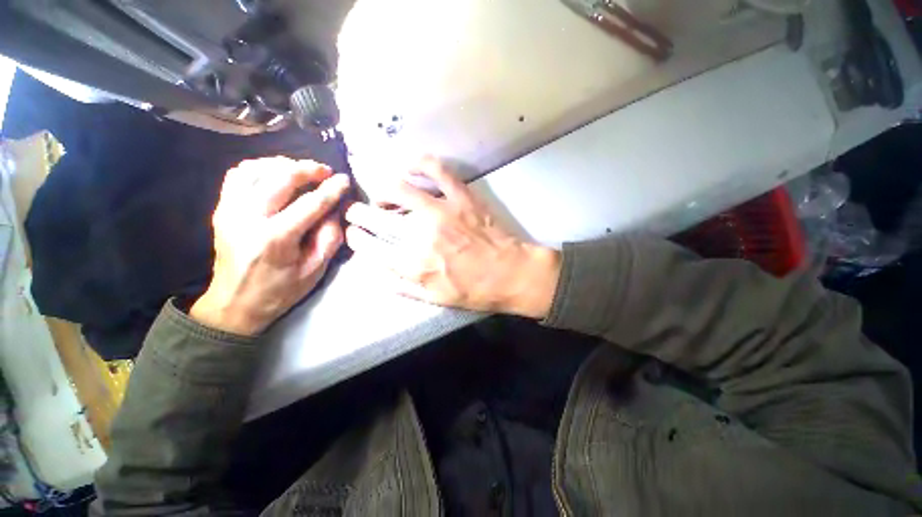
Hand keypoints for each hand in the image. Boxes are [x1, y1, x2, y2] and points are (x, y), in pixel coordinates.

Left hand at [190, 157, 349, 335]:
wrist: (234, 304)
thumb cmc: (281, 291)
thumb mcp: (315, 270)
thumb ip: (330, 237)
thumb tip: (334, 209)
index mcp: (276, 239)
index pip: (311, 204)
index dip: (331, 189)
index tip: (345, 180)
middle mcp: (248, 218)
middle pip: (281, 177)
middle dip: (308, 169)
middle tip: (326, 171)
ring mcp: (229, 211)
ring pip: (256, 169)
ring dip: (283, 164)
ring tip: (303, 171)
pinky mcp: (221, 209)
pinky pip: (238, 174)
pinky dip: (259, 167)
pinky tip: (275, 174)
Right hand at [344, 157, 560, 318]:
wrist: (512, 274)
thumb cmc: (475, 291)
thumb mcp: (436, 300)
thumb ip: (402, 287)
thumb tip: (375, 272)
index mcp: (415, 265)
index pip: (370, 247)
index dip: (356, 239)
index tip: (353, 234)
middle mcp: (421, 235)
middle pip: (376, 216)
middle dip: (358, 212)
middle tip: (356, 211)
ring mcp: (442, 212)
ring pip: (398, 189)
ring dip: (381, 190)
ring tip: (381, 195)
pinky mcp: (461, 197)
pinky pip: (435, 171)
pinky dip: (418, 163)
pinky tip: (408, 166)